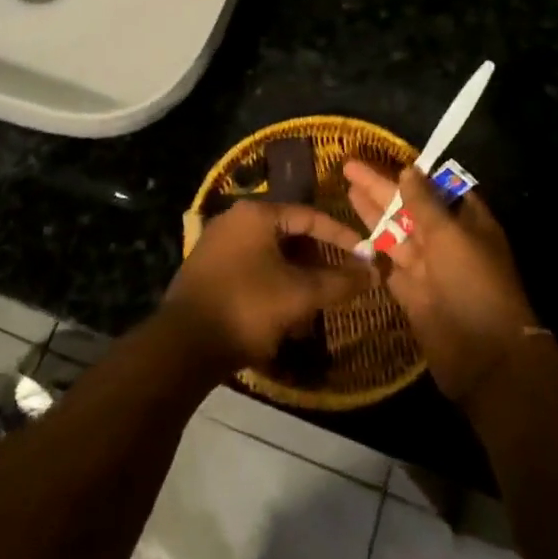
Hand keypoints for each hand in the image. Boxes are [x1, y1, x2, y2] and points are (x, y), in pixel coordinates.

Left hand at [163, 201, 375, 370]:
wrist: (184, 344)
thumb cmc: (247, 307)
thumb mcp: (300, 295)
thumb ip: (339, 282)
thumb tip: (373, 272)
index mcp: (256, 214)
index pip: (310, 216)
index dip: (342, 236)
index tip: (365, 256)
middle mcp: (234, 220)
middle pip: (289, 235)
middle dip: (317, 262)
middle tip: (338, 284)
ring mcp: (217, 245)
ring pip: (271, 256)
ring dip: (296, 279)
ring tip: (312, 307)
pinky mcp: (207, 270)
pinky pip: (251, 270)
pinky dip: (272, 286)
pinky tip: (283, 317)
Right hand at [343, 161, 539, 405]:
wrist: (484, 356)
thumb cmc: (473, 284)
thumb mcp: (450, 236)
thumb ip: (424, 203)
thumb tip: (408, 170)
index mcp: (468, 222)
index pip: (439, 188)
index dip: (414, 174)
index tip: (387, 158)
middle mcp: (448, 241)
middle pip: (411, 207)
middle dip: (383, 188)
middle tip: (350, 167)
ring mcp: (429, 267)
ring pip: (396, 232)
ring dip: (373, 211)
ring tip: (346, 187)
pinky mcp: (411, 291)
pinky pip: (388, 262)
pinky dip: (372, 247)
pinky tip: (352, 230)